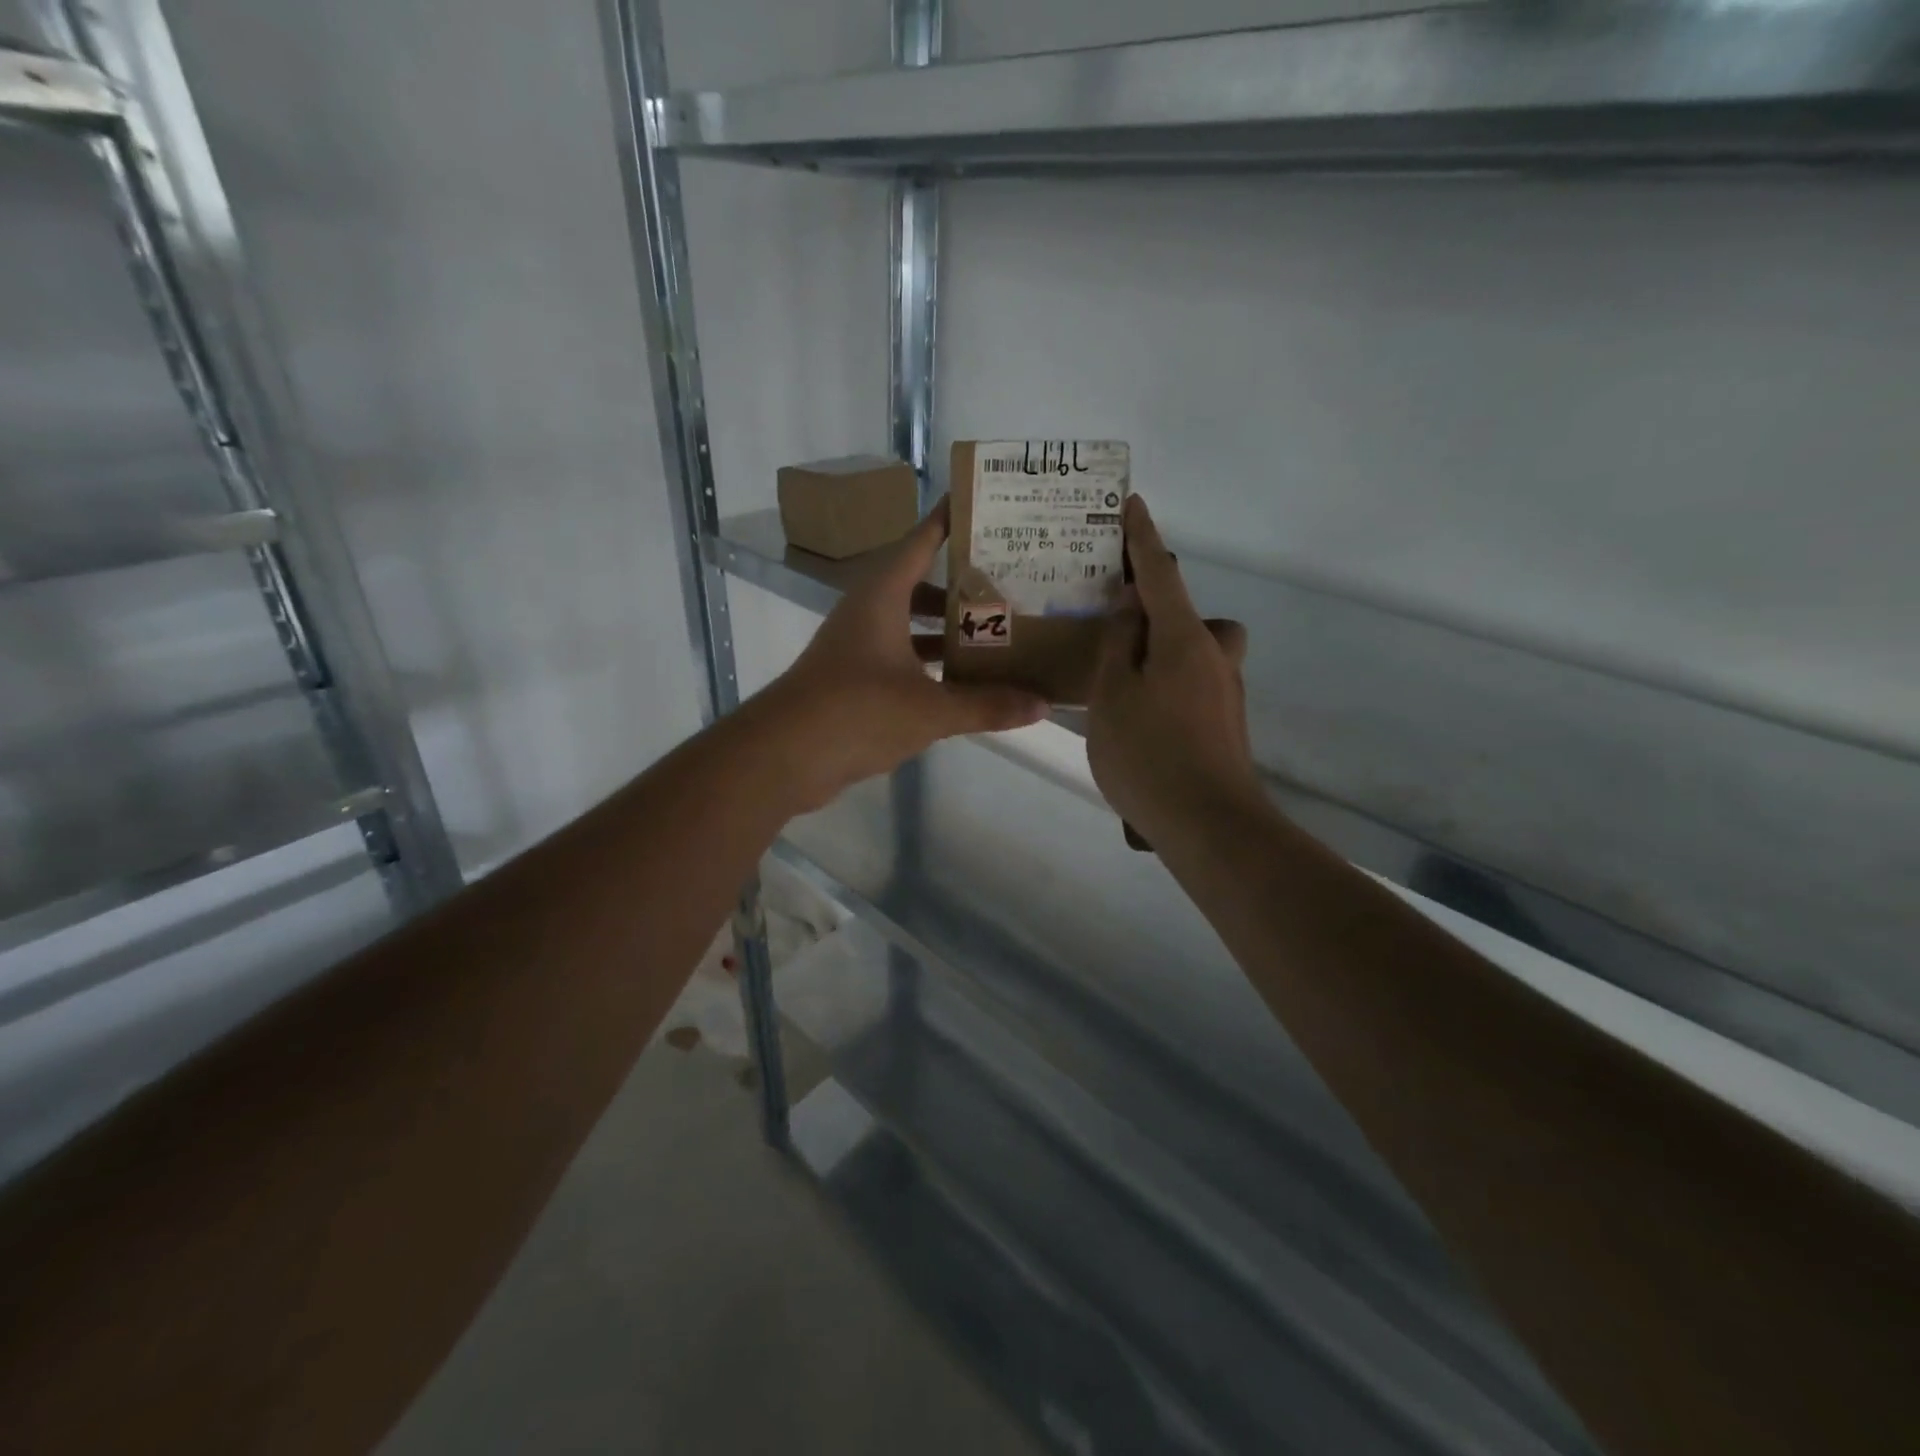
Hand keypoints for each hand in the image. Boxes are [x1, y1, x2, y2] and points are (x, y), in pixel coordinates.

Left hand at [750, 499, 1047, 812]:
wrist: (784, 755)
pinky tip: (962, 681)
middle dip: (964, 584)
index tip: (987, 505)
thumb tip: (1042, 705)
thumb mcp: (930, 709)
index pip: (922, 541)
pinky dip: (931, 663)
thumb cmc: (856, 712)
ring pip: (912, 624)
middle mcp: (869, 611)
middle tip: (1012, 582)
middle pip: (922, 583)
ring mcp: (859, 646)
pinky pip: (902, 657)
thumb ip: (986, 705)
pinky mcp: (854, 678)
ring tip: (997, 633)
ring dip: (948, 629)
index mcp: (883, 596)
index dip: (952, 521)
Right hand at [1088, 496, 1257, 843]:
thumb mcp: (1112, 694)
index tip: (1131, 505)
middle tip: (1119, 638)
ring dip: (1163, 656)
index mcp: (1184, 638)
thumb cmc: (1149, 754)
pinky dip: (1167, 689)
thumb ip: (1119, 643)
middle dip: (1159, 614)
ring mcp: (1226, 692)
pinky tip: (1140, 724)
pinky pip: (1193, 685)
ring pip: (1194, 654)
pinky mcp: (1226, 723)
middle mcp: (1214, 656)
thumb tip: (1131, 605)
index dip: (1142, 539)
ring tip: (1121, 689)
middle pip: (1188, 616)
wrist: (1210, 826)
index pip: (1159, 573)